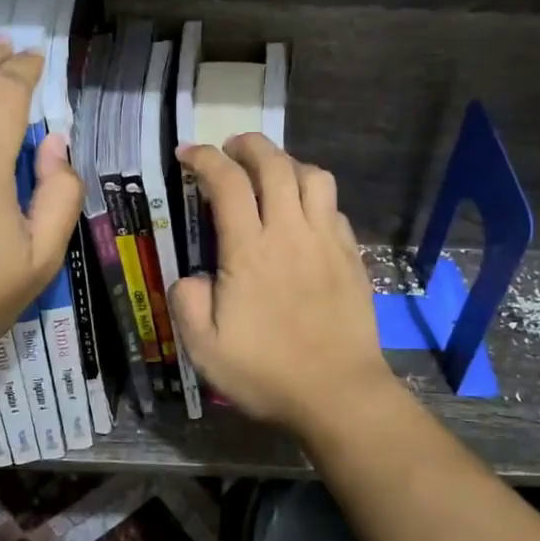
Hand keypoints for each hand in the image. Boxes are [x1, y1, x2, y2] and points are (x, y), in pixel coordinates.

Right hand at [170, 134, 396, 435]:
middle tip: (230, 149)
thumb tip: (192, 278)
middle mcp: (290, 233)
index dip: (204, 159)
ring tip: (271, 174)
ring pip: (314, 177)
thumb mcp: (204, 349)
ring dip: (288, 164)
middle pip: (274, 164)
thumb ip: (188, 303)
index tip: (188, 154)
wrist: (338, 394)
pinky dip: (315, 197)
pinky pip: (334, 208)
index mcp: (249, 250)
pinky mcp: (351, 256)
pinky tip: (304, 215)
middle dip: (249, 145)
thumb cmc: (266, 373)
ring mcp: (327, 242)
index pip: (226, 183)